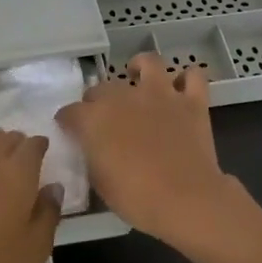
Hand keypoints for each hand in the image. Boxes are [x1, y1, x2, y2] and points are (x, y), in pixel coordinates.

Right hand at [56, 54, 241, 247]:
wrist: (187, 200)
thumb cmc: (138, 198)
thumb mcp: (100, 183)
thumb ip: (92, 157)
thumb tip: (93, 148)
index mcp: (95, 119)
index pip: (70, 112)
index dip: (67, 122)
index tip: (70, 131)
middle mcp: (124, 97)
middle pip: (102, 87)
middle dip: (98, 100)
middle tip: (104, 118)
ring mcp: (160, 95)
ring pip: (148, 62)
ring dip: (141, 68)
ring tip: (139, 79)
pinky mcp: (191, 102)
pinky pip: (194, 77)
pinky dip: (188, 80)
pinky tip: (181, 90)